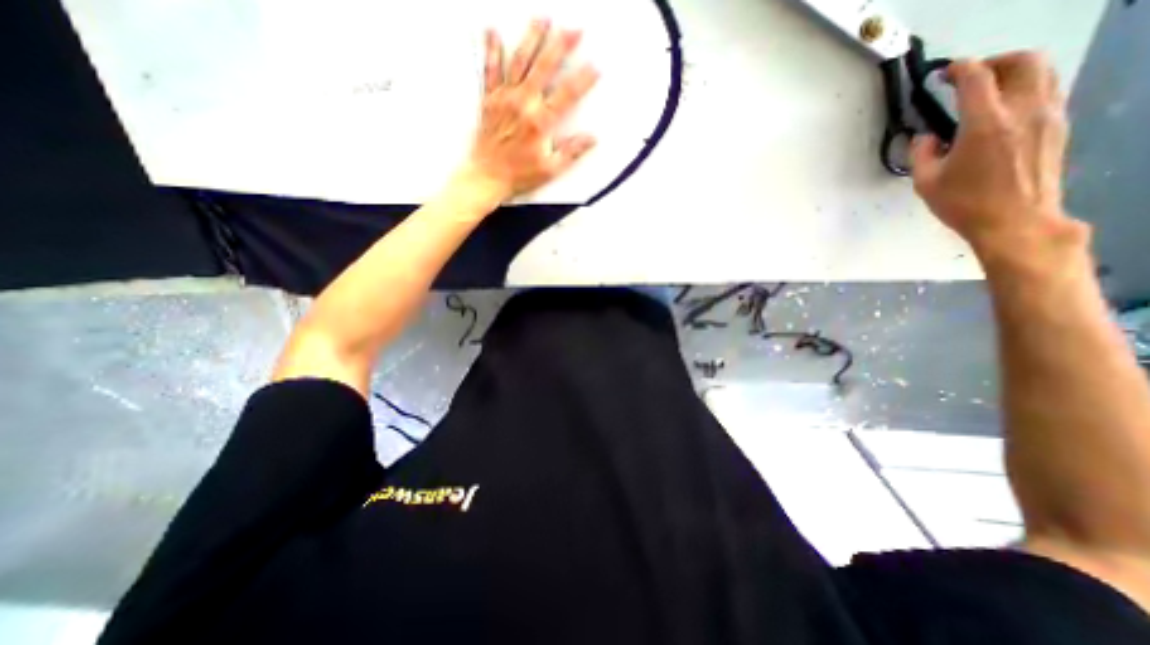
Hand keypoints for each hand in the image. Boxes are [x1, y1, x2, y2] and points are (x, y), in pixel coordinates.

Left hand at [459, 21, 603, 200]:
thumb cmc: (518, 175)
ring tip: (542, 18)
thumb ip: (571, 152)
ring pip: (519, 61)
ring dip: (531, 38)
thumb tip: (591, 139)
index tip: (595, 66)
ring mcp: (504, 99)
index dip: (583, 79)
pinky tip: (493, 32)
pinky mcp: (490, 100)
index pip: (567, 95)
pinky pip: (490, 70)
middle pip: (544, 68)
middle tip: (573, 29)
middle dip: (560, 46)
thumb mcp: (550, 169)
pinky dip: (491, 50)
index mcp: (540, 123)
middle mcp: (523, 105)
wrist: (486, 177)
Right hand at [908, 52, 1078, 256]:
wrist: (1015, 220)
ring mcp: (1048, 115)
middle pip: (1023, 61)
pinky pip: (1048, 89)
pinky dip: (1026, 87)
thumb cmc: (963, 204)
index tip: (943, 73)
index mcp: (985, 124)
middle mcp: (1023, 110)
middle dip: (993, 62)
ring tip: (988, 89)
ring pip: (1043, 71)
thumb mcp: (926, 182)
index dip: (959, 69)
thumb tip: (926, 137)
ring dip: (1014, 71)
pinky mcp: (1057, 125)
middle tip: (969, 77)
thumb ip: (921, 154)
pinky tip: (1004, 108)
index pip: (977, 79)